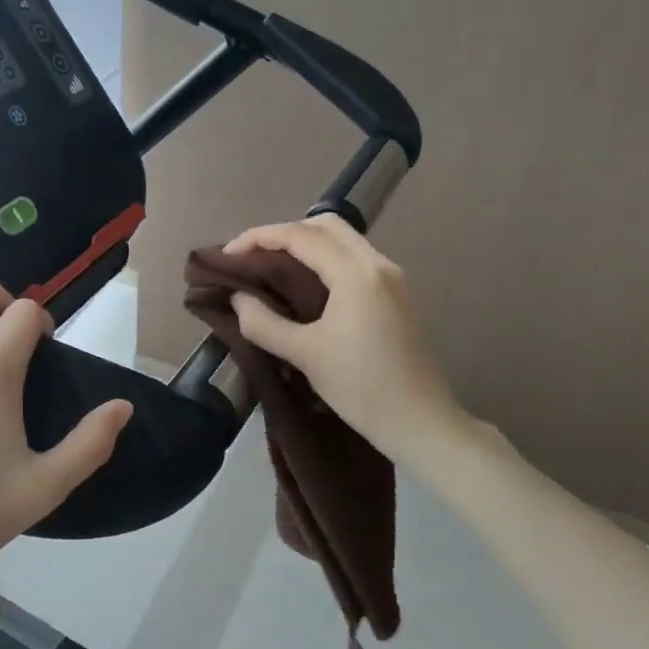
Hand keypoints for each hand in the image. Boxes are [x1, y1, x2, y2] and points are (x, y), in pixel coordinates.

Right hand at [224, 215, 462, 459]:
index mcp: (356, 273)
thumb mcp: (304, 355)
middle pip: (326, 226)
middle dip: (284, 233)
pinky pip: (355, 259)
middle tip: (254, 257)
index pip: (300, 236)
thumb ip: (263, 322)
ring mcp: (393, 278)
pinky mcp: (398, 295)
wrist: (421, 423)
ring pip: (344, 240)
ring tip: (274, 269)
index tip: (228, 255)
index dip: (259, 238)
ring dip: (307, 244)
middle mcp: (378, 264)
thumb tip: (238, 297)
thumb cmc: (361, 387)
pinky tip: (307, 285)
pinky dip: (326, 259)